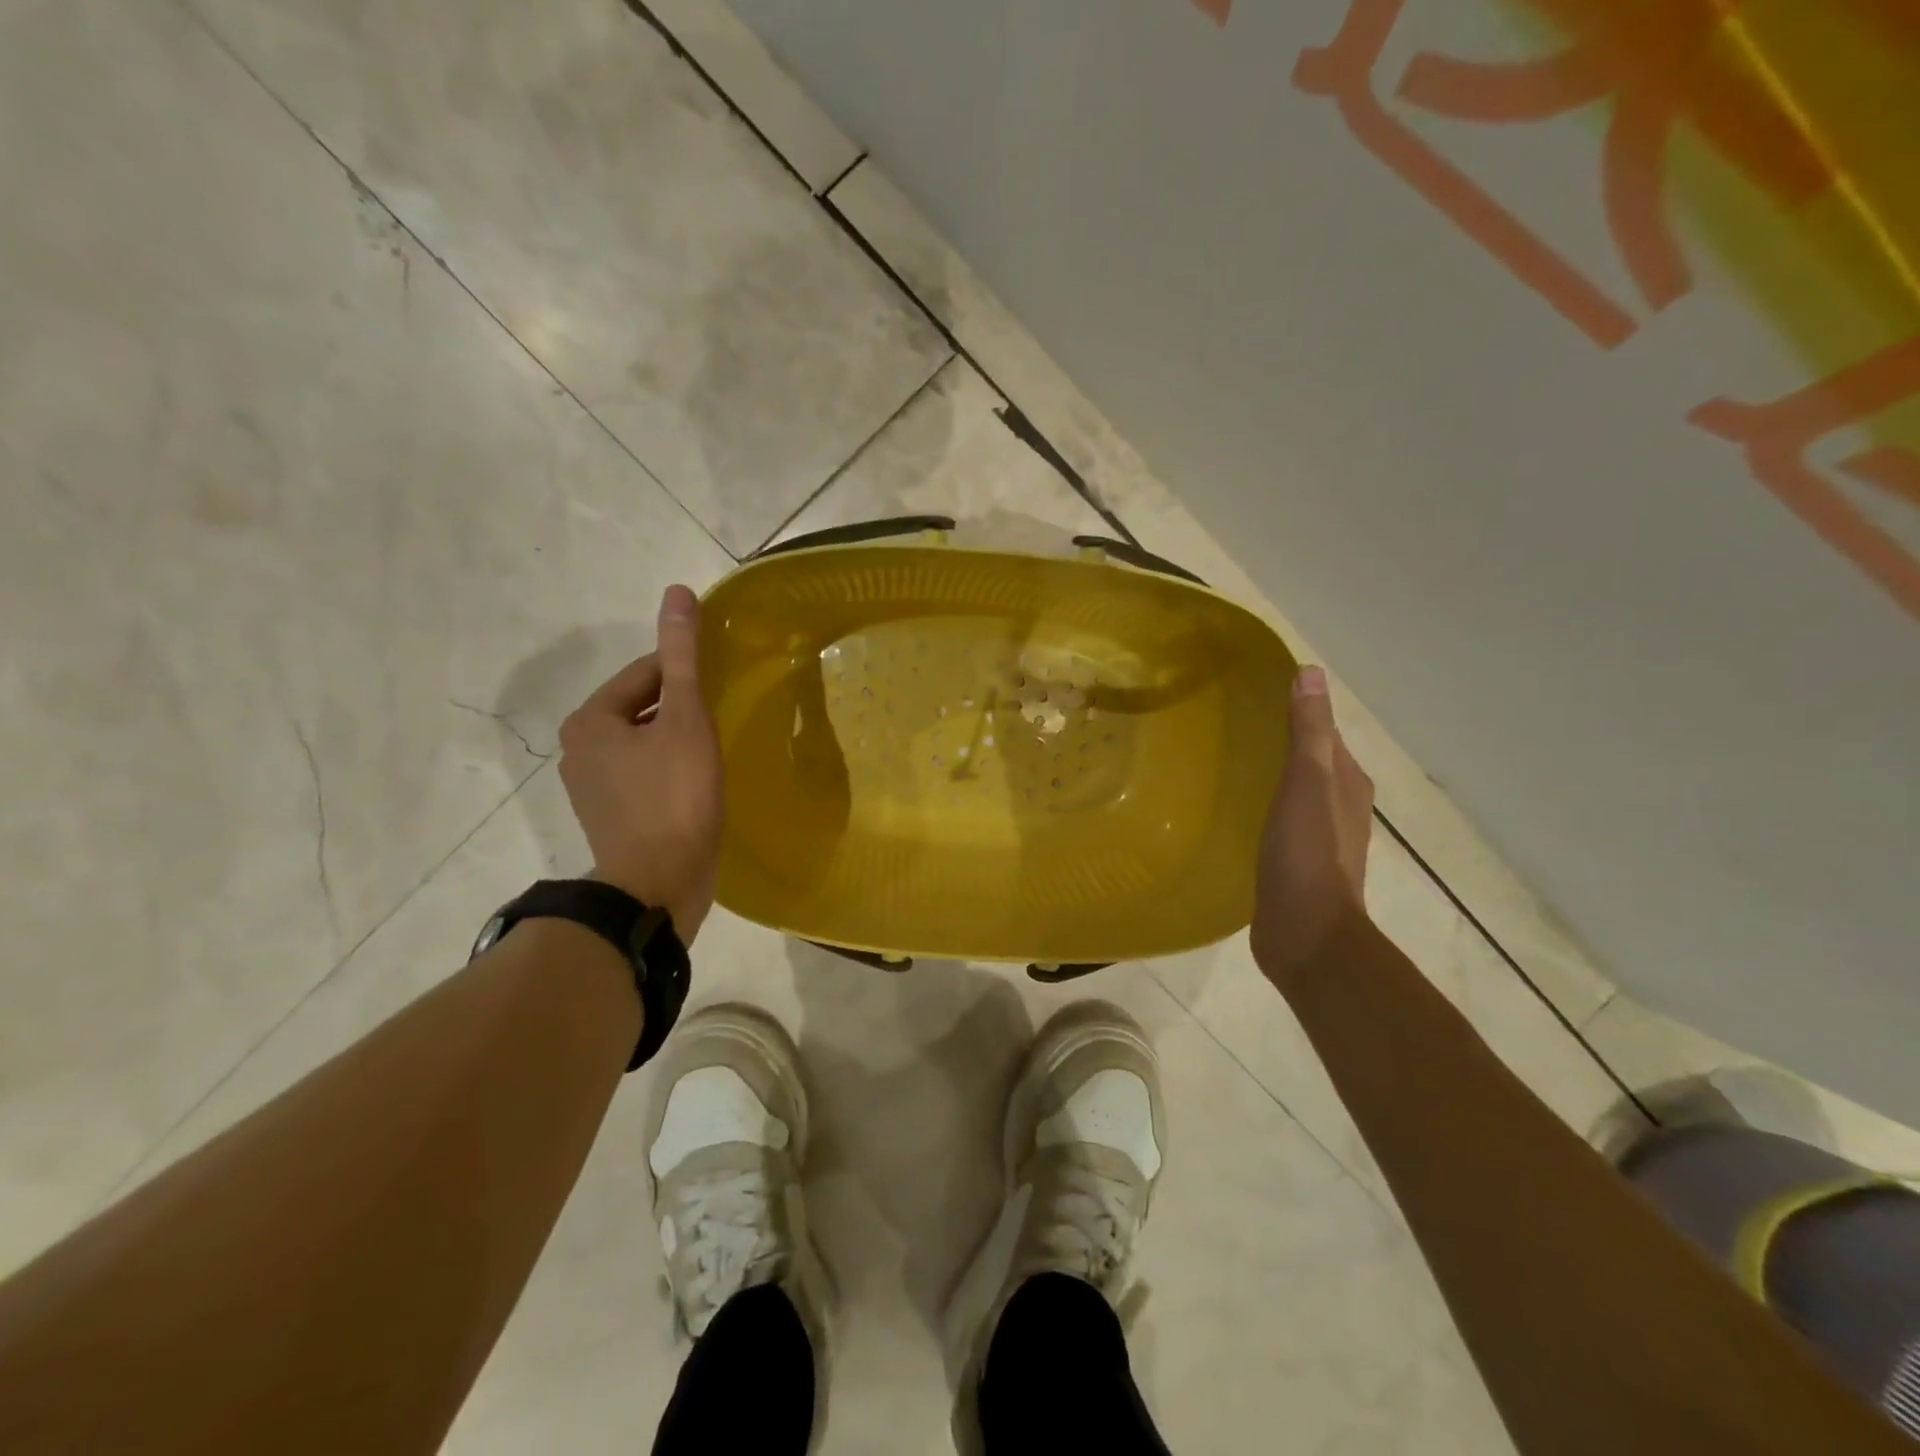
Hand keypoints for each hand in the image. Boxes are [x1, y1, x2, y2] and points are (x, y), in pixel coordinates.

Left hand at [558, 585, 724, 942]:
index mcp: (589, 720)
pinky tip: (699, 786)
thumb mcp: (685, 719)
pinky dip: (671, 772)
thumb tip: (676, 593)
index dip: (687, 677)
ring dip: (679, 742)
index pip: (644, 674)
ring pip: (646, 744)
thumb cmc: (674, 796)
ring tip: (715, 756)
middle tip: (721, 725)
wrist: (659, 886)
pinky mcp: (612, 817)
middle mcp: (580, 749)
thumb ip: (682, 657)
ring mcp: (593, 788)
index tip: (721, 691)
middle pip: (643, 709)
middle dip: (682, 712)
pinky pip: (646, 776)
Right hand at [1250, 666, 1374, 983]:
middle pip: (1310, 762)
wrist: (1308, 935)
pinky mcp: (1295, 865)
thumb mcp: (1307, 784)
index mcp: (1347, 783)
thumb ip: (1308, 732)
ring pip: (1294, 794)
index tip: (1254, 696)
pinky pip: (1279, 823)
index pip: (1323, 734)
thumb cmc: (1308, 855)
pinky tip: (1234, 811)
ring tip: (1225, 763)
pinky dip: (1262, 809)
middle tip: (1230, 726)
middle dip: (1281, 743)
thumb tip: (1312, 672)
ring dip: (1271, 777)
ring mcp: (1318, 839)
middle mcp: (1339, 806)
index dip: (1297, 712)